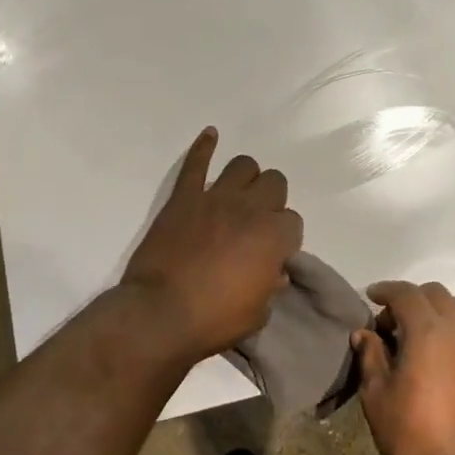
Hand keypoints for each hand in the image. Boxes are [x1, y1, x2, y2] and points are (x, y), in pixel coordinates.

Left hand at [121, 128, 303, 364]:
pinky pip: (196, 164)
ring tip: (240, 193)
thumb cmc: (214, 320)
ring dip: (246, 178)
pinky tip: (211, 135)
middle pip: (275, 183)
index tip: (273, 252)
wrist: (161, 314)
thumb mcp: (258, 313)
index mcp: (274, 236)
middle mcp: (250, 208)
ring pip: (243, 165)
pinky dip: (204, 147)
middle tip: (257, 221)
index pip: (293, 222)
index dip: (284, 237)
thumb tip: (273, 272)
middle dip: (271, 200)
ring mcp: (215, 197)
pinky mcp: (184, 197)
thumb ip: (270, 286)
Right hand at [355, 281, 454, 454]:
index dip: (386, 290)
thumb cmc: (413, 437)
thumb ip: (370, 357)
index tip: (372, 297)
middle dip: (412, 301)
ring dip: (443, 310)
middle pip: (435, 294)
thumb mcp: (377, 397)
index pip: (404, 293)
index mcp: (425, 330)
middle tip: (395, 325)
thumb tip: (364, 332)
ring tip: (429, 332)